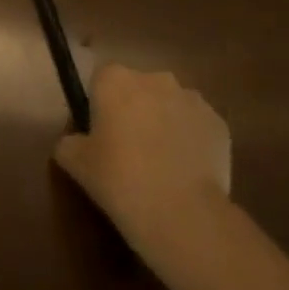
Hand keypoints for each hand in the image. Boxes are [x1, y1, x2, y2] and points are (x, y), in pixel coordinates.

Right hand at [54, 66, 233, 275]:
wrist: (181, 211)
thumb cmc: (119, 179)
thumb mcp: (74, 163)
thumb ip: (69, 142)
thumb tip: (76, 140)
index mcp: (116, 80)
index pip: (101, 77)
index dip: (99, 102)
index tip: (99, 131)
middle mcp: (156, 79)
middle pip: (138, 87)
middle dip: (133, 109)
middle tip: (126, 148)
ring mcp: (193, 99)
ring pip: (170, 104)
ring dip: (163, 122)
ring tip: (159, 163)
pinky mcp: (219, 123)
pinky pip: (196, 125)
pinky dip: (189, 140)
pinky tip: (183, 171)